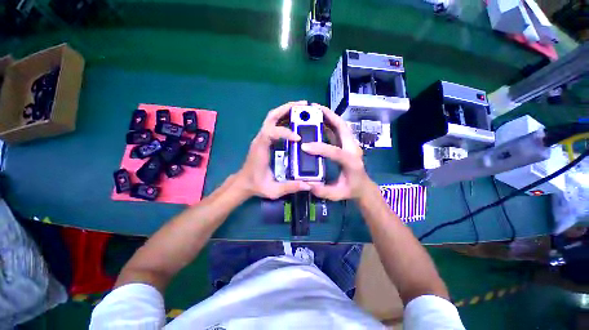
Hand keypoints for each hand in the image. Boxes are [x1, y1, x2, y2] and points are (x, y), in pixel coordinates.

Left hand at [236, 101, 311, 199]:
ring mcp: (262, 137)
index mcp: (260, 148)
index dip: (285, 132)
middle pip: (271, 116)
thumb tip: (308, 185)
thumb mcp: (273, 190)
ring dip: (287, 110)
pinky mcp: (265, 138)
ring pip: (273, 116)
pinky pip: (275, 123)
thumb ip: (290, 187)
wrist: (244, 183)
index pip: (271, 132)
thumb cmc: (257, 185)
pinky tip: (296, 119)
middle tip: (304, 105)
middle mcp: (260, 138)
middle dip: (287, 108)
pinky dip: (285, 117)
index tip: (298, 138)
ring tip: (303, 108)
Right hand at [301, 104, 373, 200]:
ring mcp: (350, 144)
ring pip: (341, 125)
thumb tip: (308, 184)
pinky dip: (329, 123)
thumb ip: (323, 191)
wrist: (363, 186)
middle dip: (329, 116)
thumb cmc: (351, 190)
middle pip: (342, 127)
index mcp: (351, 162)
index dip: (320, 148)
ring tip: (315, 109)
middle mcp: (353, 149)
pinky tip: (319, 120)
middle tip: (314, 108)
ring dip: (329, 116)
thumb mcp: (337, 194)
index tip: (304, 147)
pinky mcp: (346, 144)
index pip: (335, 151)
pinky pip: (338, 130)